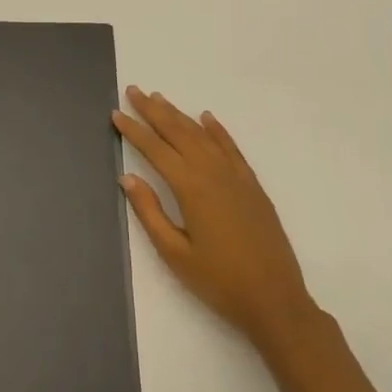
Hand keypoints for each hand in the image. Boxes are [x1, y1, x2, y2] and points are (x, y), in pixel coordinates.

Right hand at [114, 88, 317, 349]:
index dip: (134, 130)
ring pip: (202, 135)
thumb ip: (150, 212)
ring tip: (160, 98)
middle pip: (178, 132)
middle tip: (134, 91)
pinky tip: (207, 118)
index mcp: (191, 188)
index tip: (116, 113)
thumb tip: (127, 177)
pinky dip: (217, 130)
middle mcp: (213, 172)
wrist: (275, 300)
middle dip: (153, 111)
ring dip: (179, 115)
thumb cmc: (219, 282)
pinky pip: (231, 148)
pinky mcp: (252, 185)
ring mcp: (236, 176)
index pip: (155, 150)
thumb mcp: (175, 254)